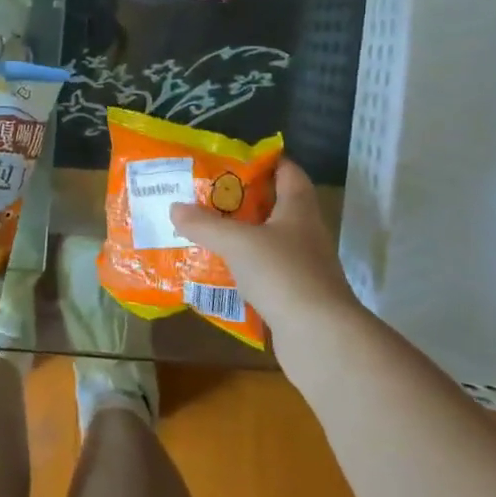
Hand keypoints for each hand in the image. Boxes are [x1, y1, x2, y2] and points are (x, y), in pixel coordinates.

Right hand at [169, 160, 362, 336]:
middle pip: (274, 206)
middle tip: (204, 194)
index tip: (232, 158)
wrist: (320, 338)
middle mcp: (304, 233)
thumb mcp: (237, 242)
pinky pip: (263, 273)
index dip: (264, 161)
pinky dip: (241, 269)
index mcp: (298, 209)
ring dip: (239, 236)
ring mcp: (302, 266)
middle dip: (241, 200)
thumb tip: (175, 207)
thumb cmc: (283, 274)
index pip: (288, 172)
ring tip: (202, 230)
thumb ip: (205, 224)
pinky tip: (215, 271)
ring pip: (267, 241)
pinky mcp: (294, 295)